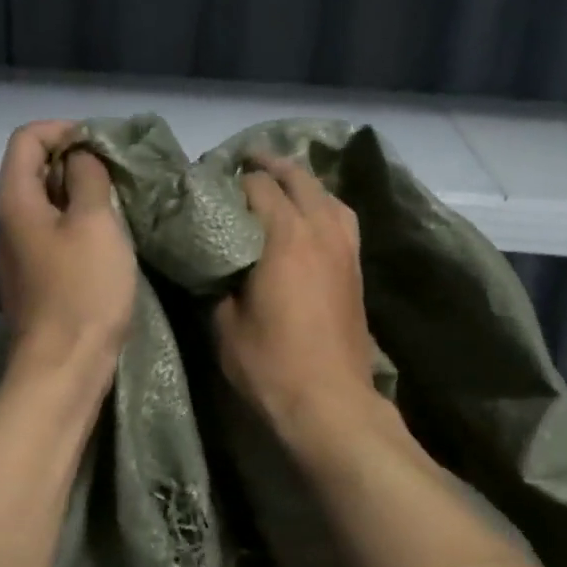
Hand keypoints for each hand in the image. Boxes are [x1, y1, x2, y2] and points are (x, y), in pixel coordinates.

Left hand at [0, 122, 135, 391]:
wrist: (64, 365)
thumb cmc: (83, 290)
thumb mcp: (96, 223)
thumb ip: (88, 178)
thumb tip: (82, 156)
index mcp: (12, 199)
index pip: (27, 138)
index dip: (64, 130)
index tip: (103, 146)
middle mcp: (1, 219)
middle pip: (31, 168)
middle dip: (73, 162)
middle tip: (116, 174)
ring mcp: (11, 250)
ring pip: (41, 202)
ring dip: (76, 195)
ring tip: (115, 204)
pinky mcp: (27, 276)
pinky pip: (46, 233)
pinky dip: (72, 224)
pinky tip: (102, 239)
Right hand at [213, 157, 378, 428]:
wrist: (331, 404)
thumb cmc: (271, 365)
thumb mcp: (224, 324)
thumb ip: (216, 280)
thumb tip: (212, 257)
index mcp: (285, 236)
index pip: (257, 186)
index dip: (231, 179)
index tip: (209, 184)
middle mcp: (320, 230)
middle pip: (298, 178)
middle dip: (269, 165)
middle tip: (243, 162)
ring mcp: (345, 248)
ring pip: (326, 194)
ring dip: (301, 182)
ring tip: (279, 182)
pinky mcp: (357, 268)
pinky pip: (341, 218)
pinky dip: (323, 205)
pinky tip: (310, 216)